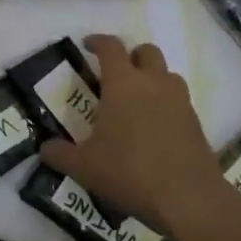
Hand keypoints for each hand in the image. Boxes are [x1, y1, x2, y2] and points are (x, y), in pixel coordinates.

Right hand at [38, 35, 228, 236]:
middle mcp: (154, 84)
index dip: (98, 42)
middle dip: (131, 56)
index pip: (111, 48)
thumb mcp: (84, 167)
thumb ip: (60, 154)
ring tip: (138, 101)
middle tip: (116, 75)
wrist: (188, 198)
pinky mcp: (196, 122)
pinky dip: (166, 104)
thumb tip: (44, 148)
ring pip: (168, 74)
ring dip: (153, 78)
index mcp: (123, 84)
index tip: (88, 46)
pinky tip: (155, 129)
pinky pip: (179, 100)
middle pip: (146, 51)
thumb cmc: (130, 172)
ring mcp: (180, 101)